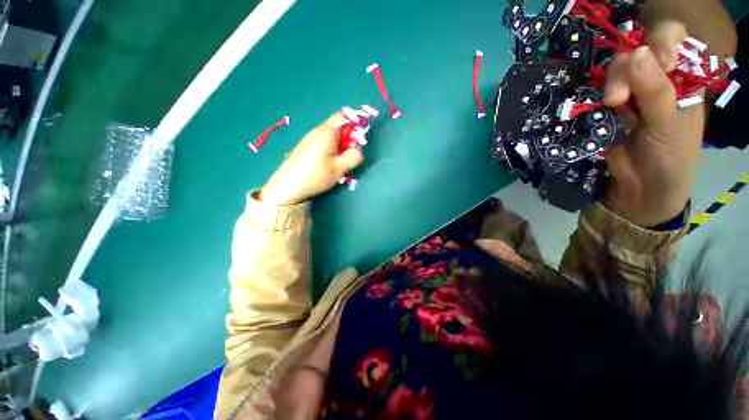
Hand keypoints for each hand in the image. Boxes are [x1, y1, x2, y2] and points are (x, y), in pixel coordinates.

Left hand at [259, 113, 363, 205]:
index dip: (354, 124)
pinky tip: (327, 164)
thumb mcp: (340, 168)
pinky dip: (330, 150)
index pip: (343, 116)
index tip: (358, 140)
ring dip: (339, 146)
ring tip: (339, 163)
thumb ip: (354, 156)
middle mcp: (317, 131)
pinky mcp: (305, 147)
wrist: (288, 186)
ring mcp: (309, 139)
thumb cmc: (316, 175)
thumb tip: (358, 149)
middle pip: (337, 127)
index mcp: (327, 132)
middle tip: (350, 155)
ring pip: (331, 136)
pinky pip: (323, 143)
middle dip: (348, 138)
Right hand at [601, 21, 702, 226]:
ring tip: (610, 105)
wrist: (640, 186)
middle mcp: (655, 80)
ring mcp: (629, 94)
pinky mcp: (606, 110)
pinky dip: (593, 96)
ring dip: (608, 86)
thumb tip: (636, 53)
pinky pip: (596, 93)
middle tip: (616, 98)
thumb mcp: (669, 123)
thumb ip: (656, 90)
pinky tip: (596, 106)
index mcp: (681, 79)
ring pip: (613, 73)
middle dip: (624, 72)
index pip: (668, 41)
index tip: (651, 63)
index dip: (657, 45)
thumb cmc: (669, 157)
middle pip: (634, 56)